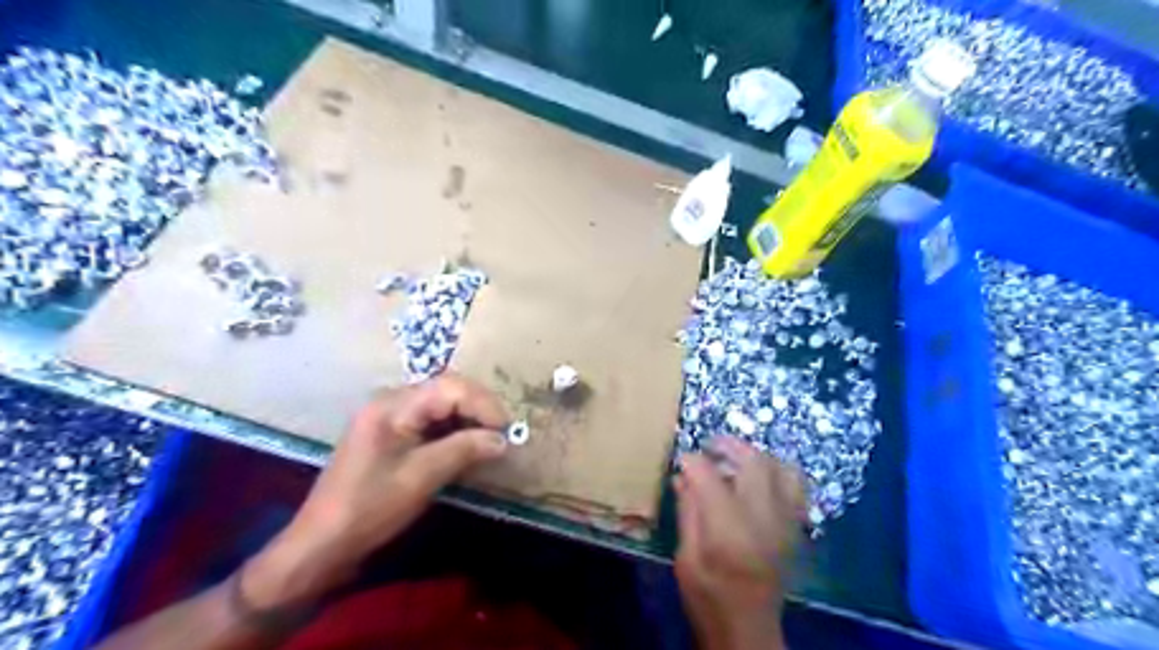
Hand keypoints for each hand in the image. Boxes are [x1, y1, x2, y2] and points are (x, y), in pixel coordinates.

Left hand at [239, 373, 507, 611]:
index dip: (483, 404)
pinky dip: (454, 430)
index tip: (507, 430)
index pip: (450, 388)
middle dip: (479, 409)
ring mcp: (390, 416)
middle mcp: (391, 401)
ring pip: (442, 404)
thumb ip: (463, 450)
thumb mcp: (421, 478)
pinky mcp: (392, 434)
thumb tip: (503, 439)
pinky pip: (431, 420)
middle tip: (503, 434)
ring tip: (492, 440)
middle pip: (447, 390)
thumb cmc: (369, 508)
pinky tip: (468, 446)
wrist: (322, 544)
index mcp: (393, 405)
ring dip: (469, 419)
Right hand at [682, 437, 806, 648]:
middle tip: (710, 446)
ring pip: (782, 468)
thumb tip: (681, 475)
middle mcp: (764, 519)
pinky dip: (777, 472)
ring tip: (736, 459)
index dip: (692, 461)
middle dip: (729, 446)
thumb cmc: (708, 595)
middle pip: (754, 461)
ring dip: (757, 456)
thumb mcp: (685, 556)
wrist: (748, 629)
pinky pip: (796, 486)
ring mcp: (786, 522)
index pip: (711, 476)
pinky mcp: (795, 528)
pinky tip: (758, 479)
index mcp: (729, 529)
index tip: (681, 459)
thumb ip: (687, 511)